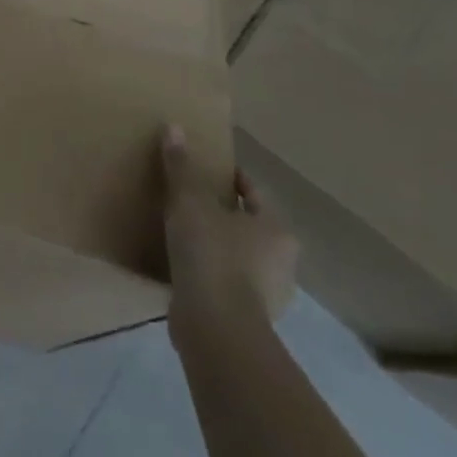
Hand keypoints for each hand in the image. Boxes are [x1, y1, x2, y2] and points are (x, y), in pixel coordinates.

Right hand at [161, 124, 297, 338]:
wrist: (216, 329)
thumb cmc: (211, 256)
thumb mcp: (189, 204)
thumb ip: (181, 168)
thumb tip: (174, 127)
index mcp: (276, 229)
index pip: (252, 191)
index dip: (228, 177)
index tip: (202, 169)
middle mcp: (282, 261)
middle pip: (248, 225)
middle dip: (222, 213)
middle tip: (188, 200)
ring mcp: (268, 294)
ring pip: (239, 256)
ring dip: (217, 246)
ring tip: (182, 234)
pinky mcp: (247, 318)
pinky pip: (226, 284)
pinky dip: (210, 274)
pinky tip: (184, 269)